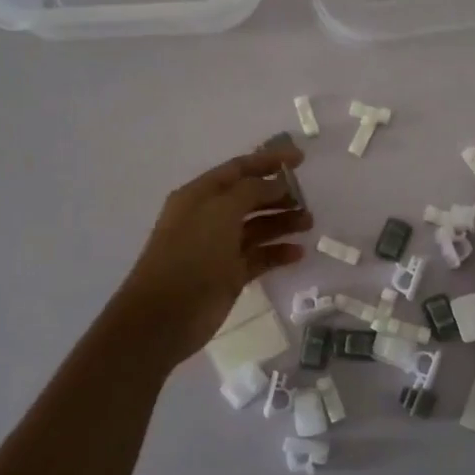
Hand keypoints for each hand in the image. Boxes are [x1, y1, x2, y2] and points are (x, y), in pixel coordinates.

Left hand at [114, 143, 311, 360]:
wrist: (164, 316)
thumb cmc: (191, 254)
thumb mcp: (221, 211)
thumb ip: (252, 191)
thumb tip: (277, 183)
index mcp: (200, 195)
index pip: (239, 169)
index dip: (269, 160)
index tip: (301, 159)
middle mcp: (209, 217)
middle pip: (250, 197)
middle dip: (279, 195)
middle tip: (307, 200)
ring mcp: (219, 247)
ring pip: (257, 227)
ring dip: (283, 222)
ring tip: (309, 223)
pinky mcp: (229, 275)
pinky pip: (259, 257)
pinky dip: (278, 253)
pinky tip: (298, 253)